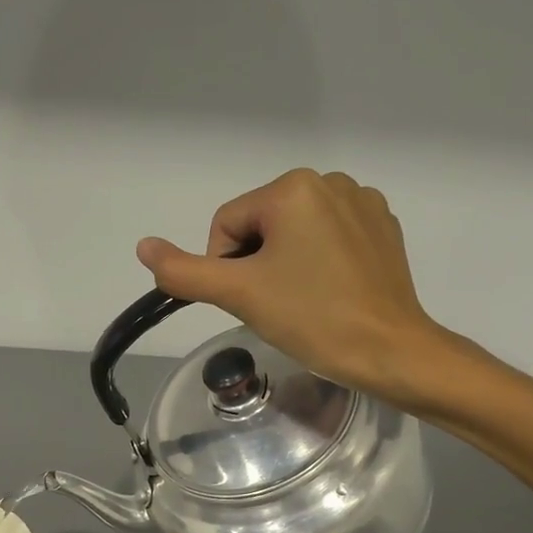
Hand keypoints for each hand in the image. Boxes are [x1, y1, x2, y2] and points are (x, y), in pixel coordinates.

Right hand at [137, 169, 471, 412]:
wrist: (389, 351)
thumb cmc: (312, 318)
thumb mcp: (239, 294)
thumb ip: (184, 271)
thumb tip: (143, 246)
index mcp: (292, 188)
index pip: (227, 226)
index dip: (226, 269)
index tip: (251, 301)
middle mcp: (330, 181)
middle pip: (260, 227)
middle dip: (257, 265)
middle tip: (277, 305)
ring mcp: (363, 203)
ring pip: (294, 234)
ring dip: (286, 265)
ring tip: (306, 301)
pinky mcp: (383, 228)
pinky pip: (329, 239)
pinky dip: (320, 263)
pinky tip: (331, 292)